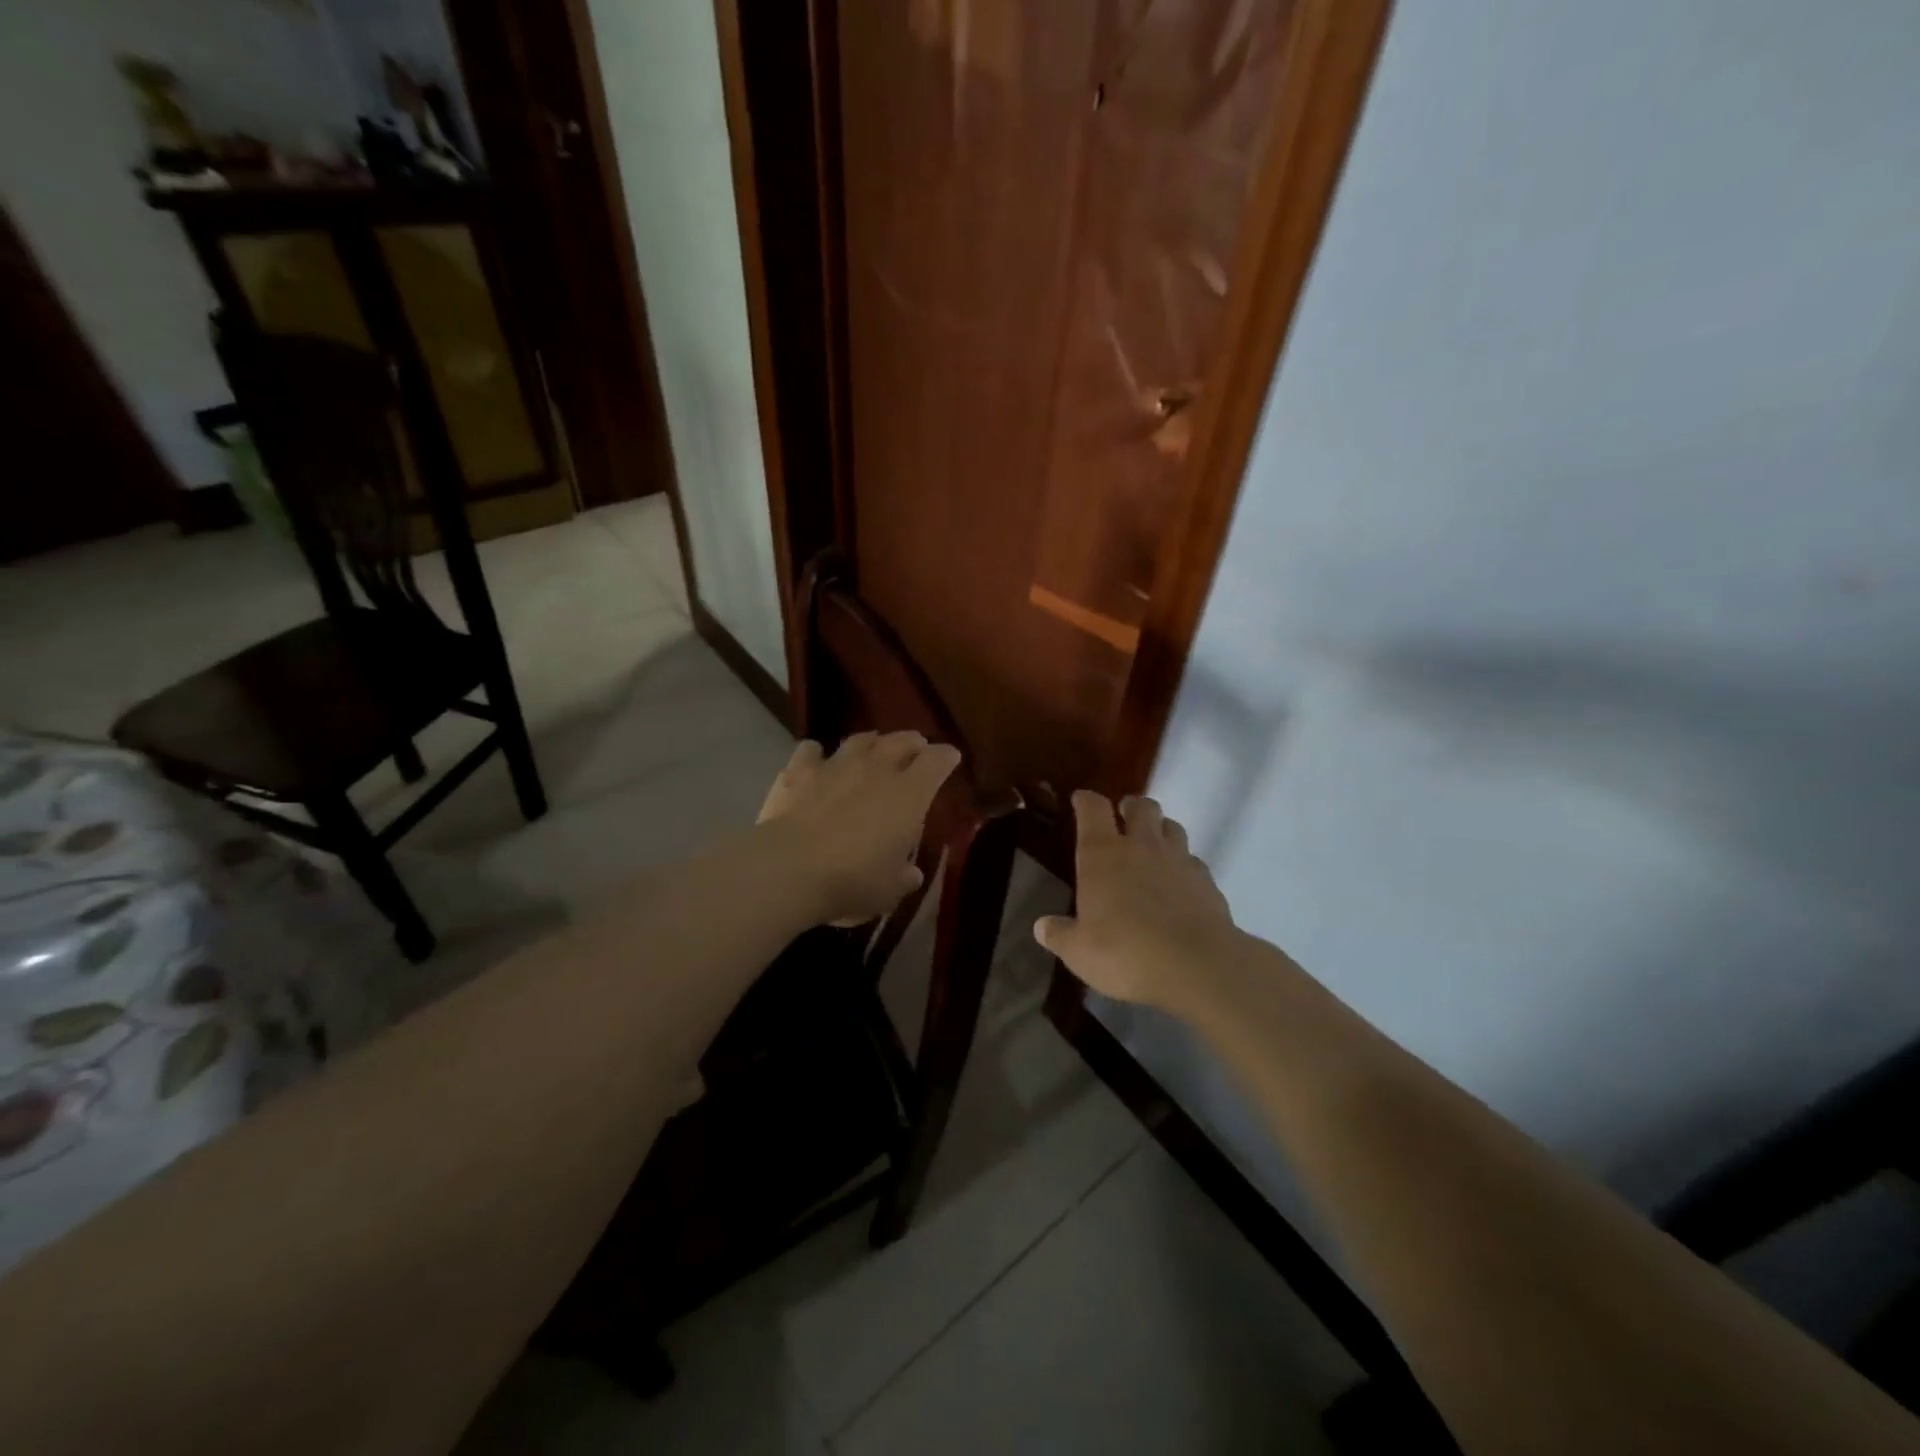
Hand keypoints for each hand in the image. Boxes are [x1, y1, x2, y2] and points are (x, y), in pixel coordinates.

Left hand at [757, 731, 960, 925]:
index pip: (937, 762)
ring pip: (859, 740)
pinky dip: (817, 754)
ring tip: (874, 745)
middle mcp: (876, 769)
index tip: (951, 757)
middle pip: (899, 742)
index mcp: (909, 795)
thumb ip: (903, 877)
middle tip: (916, 745)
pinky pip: (810, 751)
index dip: (946, 757)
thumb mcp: (890, 890)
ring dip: (871, 741)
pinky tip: (816, 759)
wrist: (790, 869)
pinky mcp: (798, 772)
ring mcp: (835, 766)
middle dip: (912, 742)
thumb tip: (911, 873)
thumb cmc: (853, 880)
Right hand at [1035, 790, 1243, 1011]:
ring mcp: (1179, 860)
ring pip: (1172, 826)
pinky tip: (1178, 883)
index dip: (1085, 800)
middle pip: (1141, 806)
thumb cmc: (1125, 952)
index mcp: (1102, 854)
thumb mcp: (1079, 951)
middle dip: (1131, 807)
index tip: (1080, 800)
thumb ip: (1060, 935)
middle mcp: (1142, 846)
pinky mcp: (1207, 881)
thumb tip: (1042, 927)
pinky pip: (1193, 860)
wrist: (1196, 966)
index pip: (1092, 809)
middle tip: (1123, 818)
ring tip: (1152, 846)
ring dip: (1161, 829)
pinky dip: (1184, 864)